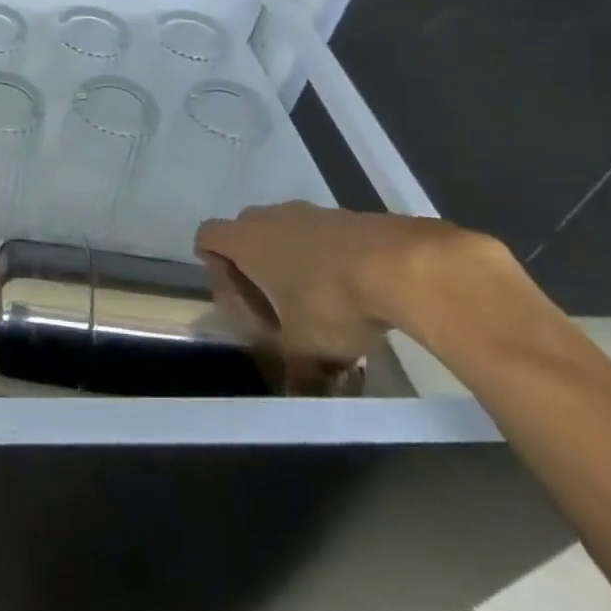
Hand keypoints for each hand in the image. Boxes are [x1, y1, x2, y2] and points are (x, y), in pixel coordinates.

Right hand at [195, 201, 502, 385]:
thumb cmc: (331, 302)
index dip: (211, 260)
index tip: (232, 290)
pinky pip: (323, 232)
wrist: (403, 266)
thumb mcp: (309, 349)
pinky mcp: (349, 215)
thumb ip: (297, 372)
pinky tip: (352, 287)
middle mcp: (271, 218)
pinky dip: (327, 254)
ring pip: (286, 228)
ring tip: (315, 295)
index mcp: (246, 242)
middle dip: (252, 260)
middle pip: (245, 229)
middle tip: (270, 297)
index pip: (207, 235)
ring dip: (292, 256)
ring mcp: (312, 212)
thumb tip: (298, 398)